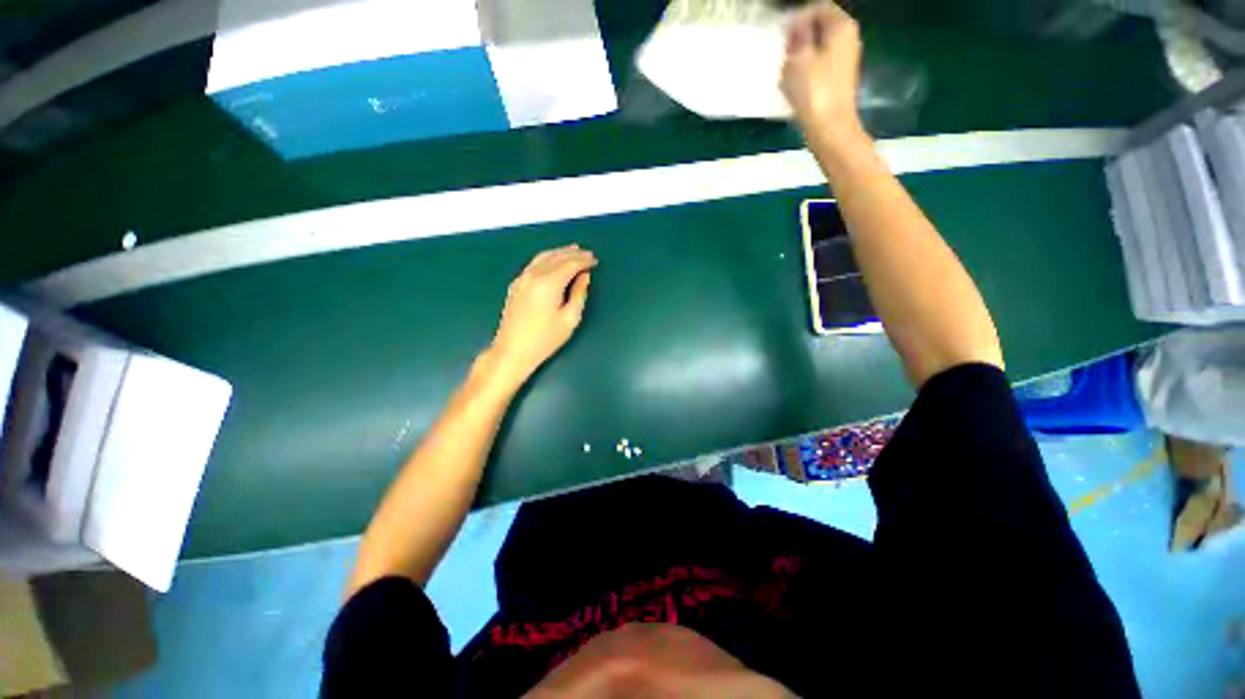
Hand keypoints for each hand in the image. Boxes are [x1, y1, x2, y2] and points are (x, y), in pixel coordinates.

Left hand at [489, 245, 596, 385]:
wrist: (513, 350)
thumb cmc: (545, 339)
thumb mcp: (570, 318)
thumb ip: (579, 294)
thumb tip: (584, 276)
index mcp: (549, 283)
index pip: (570, 264)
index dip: (584, 261)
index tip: (594, 260)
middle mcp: (534, 275)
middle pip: (556, 257)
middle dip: (573, 253)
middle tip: (587, 253)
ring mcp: (522, 278)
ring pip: (543, 256)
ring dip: (559, 252)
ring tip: (572, 251)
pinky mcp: (516, 284)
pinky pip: (534, 263)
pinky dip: (547, 258)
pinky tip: (553, 261)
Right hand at [780, 2, 862, 139]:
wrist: (830, 128)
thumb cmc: (814, 91)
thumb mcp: (797, 59)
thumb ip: (797, 36)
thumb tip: (797, 27)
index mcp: (841, 27)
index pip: (819, 7)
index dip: (798, 17)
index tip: (782, 35)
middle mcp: (848, 38)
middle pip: (821, 26)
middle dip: (800, 37)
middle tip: (783, 53)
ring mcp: (846, 59)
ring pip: (820, 47)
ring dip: (802, 55)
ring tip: (786, 70)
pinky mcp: (840, 79)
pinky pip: (821, 64)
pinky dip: (807, 69)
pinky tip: (795, 84)